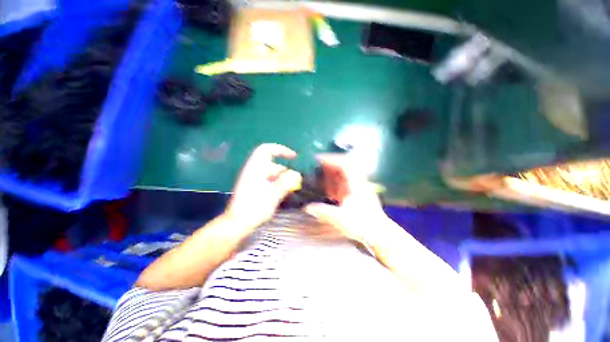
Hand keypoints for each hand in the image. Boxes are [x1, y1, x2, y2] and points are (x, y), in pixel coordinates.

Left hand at [225, 143, 301, 227]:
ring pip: (273, 174)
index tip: (294, 157)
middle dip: (286, 172)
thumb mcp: (273, 195)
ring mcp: (255, 179)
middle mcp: (255, 171)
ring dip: (283, 180)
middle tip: (297, 182)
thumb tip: (296, 174)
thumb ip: (285, 183)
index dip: (281, 150)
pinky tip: (285, 194)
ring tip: (293, 190)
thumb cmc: (254, 209)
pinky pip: (271, 181)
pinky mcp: (256, 187)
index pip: (267, 150)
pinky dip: (279, 185)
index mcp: (255, 168)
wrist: (237, 223)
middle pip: (274, 165)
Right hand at [304, 154, 387, 244]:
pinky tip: (325, 187)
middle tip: (315, 165)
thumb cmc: (363, 226)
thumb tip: (307, 207)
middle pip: (343, 167)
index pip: (345, 165)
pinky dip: (332, 183)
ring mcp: (356, 189)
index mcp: (356, 185)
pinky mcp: (354, 195)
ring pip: (342, 175)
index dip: (332, 159)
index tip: (319, 159)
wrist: (379, 235)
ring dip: (330, 173)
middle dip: (329, 165)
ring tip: (317, 174)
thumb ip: (323, 211)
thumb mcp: (341, 219)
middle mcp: (357, 183)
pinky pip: (342, 184)